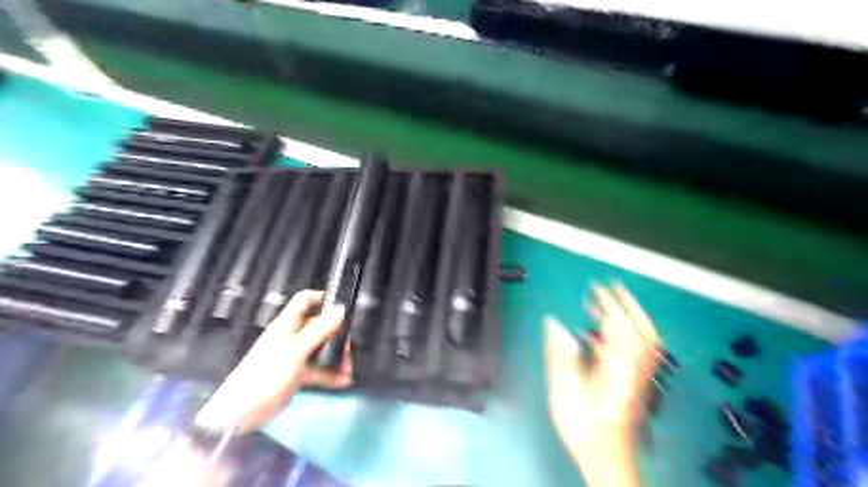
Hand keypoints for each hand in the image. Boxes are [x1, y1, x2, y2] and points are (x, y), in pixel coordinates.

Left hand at [197, 288, 350, 433]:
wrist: (241, 412)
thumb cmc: (265, 375)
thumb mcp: (296, 350)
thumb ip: (319, 330)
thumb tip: (339, 310)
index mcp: (286, 325)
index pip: (304, 301)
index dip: (321, 298)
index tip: (340, 305)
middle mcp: (291, 337)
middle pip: (317, 326)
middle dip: (336, 334)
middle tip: (348, 345)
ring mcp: (293, 356)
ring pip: (320, 349)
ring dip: (336, 356)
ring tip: (348, 367)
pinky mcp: (295, 374)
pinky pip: (317, 369)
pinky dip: (330, 374)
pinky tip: (342, 380)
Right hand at [544, 284, 661, 486]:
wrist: (606, 457)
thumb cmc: (585, 424)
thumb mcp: (566, 389)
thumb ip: (561, 354)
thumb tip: (555, 323)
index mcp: (618, 365)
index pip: (620, 326)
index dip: (609, 303)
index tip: (597, 287)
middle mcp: (633, 366)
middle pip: (641, 329)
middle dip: (628, 305)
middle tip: (612, 287)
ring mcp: (636, 374)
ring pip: (641, 340)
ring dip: (627, 318)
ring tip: (605, 306)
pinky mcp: (633, 381)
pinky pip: (634, 351)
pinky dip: (622, 336)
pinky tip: (602, 336)